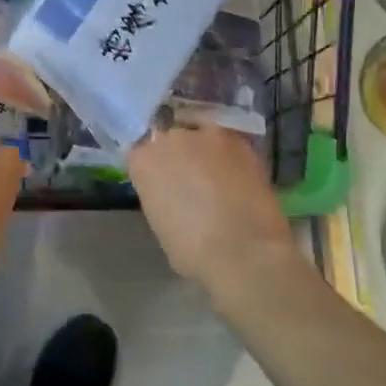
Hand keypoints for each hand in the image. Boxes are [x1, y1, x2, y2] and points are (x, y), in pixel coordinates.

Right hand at [127, 127, 304, 297]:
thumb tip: (174, 193)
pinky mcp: (240, 140)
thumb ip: (161, 195)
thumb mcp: (160, 222)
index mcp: (142, 160)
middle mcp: (170, 138)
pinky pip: (229, 143)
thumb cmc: (192, 250)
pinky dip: (231, 157)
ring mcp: (206, 135)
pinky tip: (238, 176)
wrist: (244, 250)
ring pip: (201, 134)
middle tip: (190, 177)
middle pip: (170, 137)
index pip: (142, 153)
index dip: (154, 168)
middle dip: (178, 154)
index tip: (162, 183)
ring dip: (206, 151)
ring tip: (217, 175)